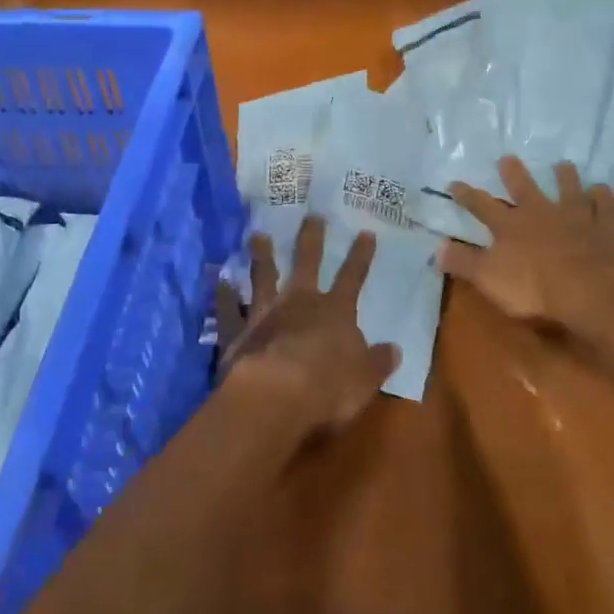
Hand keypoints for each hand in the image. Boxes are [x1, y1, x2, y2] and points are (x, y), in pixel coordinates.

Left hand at [215, 215, 400, 436]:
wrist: (275, 398)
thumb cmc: (328, 389)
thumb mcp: (365, 379)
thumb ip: (377, 362)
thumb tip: (394, 350)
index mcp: (335, 312)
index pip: (352, 277)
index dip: (361, 256)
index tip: (365, 232)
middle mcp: (299, 303)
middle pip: (307, 263)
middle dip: (311, 238)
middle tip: (311, 215)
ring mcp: (265, 314)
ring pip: (263, 277)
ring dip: (262, 255)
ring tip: (257, 234)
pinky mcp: (237, 332)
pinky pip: (230, 310)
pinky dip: (224, 295)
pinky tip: (219, 280)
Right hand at [440, 156, 613, 346]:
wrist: (592, 289)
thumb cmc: (535, 288)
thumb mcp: (488, 279)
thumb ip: (463, 262)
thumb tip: (436, 248)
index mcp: (510, 226)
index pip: (482, 206)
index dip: (467, 195)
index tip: (455, 182)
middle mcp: (541, 212)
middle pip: (525, 188)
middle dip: (514, 173)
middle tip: (509, 158)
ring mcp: (576, 215)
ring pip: (569, 189)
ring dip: (565, 176)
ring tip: (563, 165)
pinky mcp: (607, 226)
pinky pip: (606, 205)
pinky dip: (604, 196)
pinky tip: (604, 190)